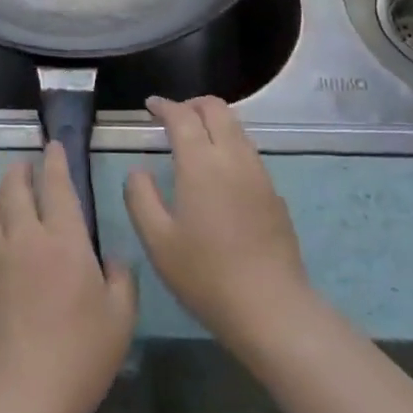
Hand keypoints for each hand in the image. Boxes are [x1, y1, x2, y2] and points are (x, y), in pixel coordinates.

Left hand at [0, 145, 136, 412]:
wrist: (22, 396)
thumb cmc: (80, 355)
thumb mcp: (120, 318)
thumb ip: (121, 279)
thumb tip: (111, 259)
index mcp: (63, 240)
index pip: (56, 185)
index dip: (55, 161)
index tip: (53, 146)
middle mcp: (25, 238)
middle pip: (13, 188)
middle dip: (20, 170)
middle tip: (26, 166)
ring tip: (7, 194)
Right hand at [126, 96, 313, 353]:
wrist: (270, 307)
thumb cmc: (205, 274)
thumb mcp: (157, 240)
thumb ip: (140, 197)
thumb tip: (138, 170)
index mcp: (201, 163)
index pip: (182, 116)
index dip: (164, 106)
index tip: (150, 106)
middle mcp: (233, 157)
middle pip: (216, 109)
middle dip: (192, 104)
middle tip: (172, 116)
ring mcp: (258, 173)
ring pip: (236, 127)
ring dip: (213, 122)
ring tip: (194, 138)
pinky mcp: (274, 192)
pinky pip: (248, 150)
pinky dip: (229, 143)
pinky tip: (218, 170)